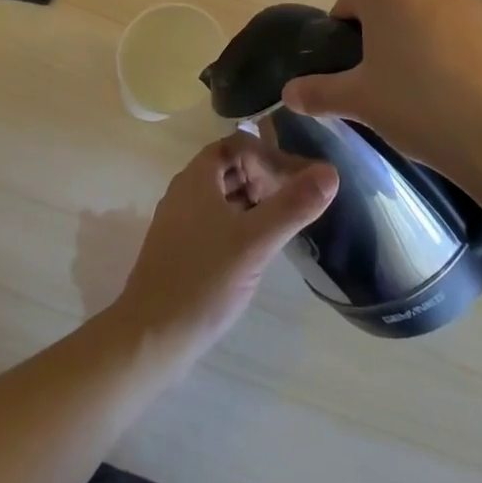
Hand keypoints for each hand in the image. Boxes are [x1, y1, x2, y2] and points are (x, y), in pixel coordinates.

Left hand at [112, 135, 337, 365]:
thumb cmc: (203, 281)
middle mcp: (185, 190)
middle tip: (295, 201)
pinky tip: (257, 249)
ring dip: (254, 200)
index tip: (298, 179)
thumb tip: (330, 172)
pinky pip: (216, 219)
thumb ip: (293, 206)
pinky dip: (240, 222)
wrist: (150, 338)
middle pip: (230, 166)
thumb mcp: (255, 242)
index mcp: (197, 177)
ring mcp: (180, 220)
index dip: (270, 154)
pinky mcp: (180, 248)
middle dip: (264, 176)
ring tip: (283, 222)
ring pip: (223, 195)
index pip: (238, 144)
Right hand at [282, 0, 481, 193]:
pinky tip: (453, 89)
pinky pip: (456, 32)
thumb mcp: (358, 101)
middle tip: (380, 84)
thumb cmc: (418, 108)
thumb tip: (287, 93)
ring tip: (420, 89)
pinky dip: (448, 50)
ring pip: (424, 18)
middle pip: (387, 8)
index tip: (349, 75)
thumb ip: (317, 92)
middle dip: (379, 39)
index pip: (347, 6)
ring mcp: (465, 2)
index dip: (341, 40)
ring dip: (414, 42)